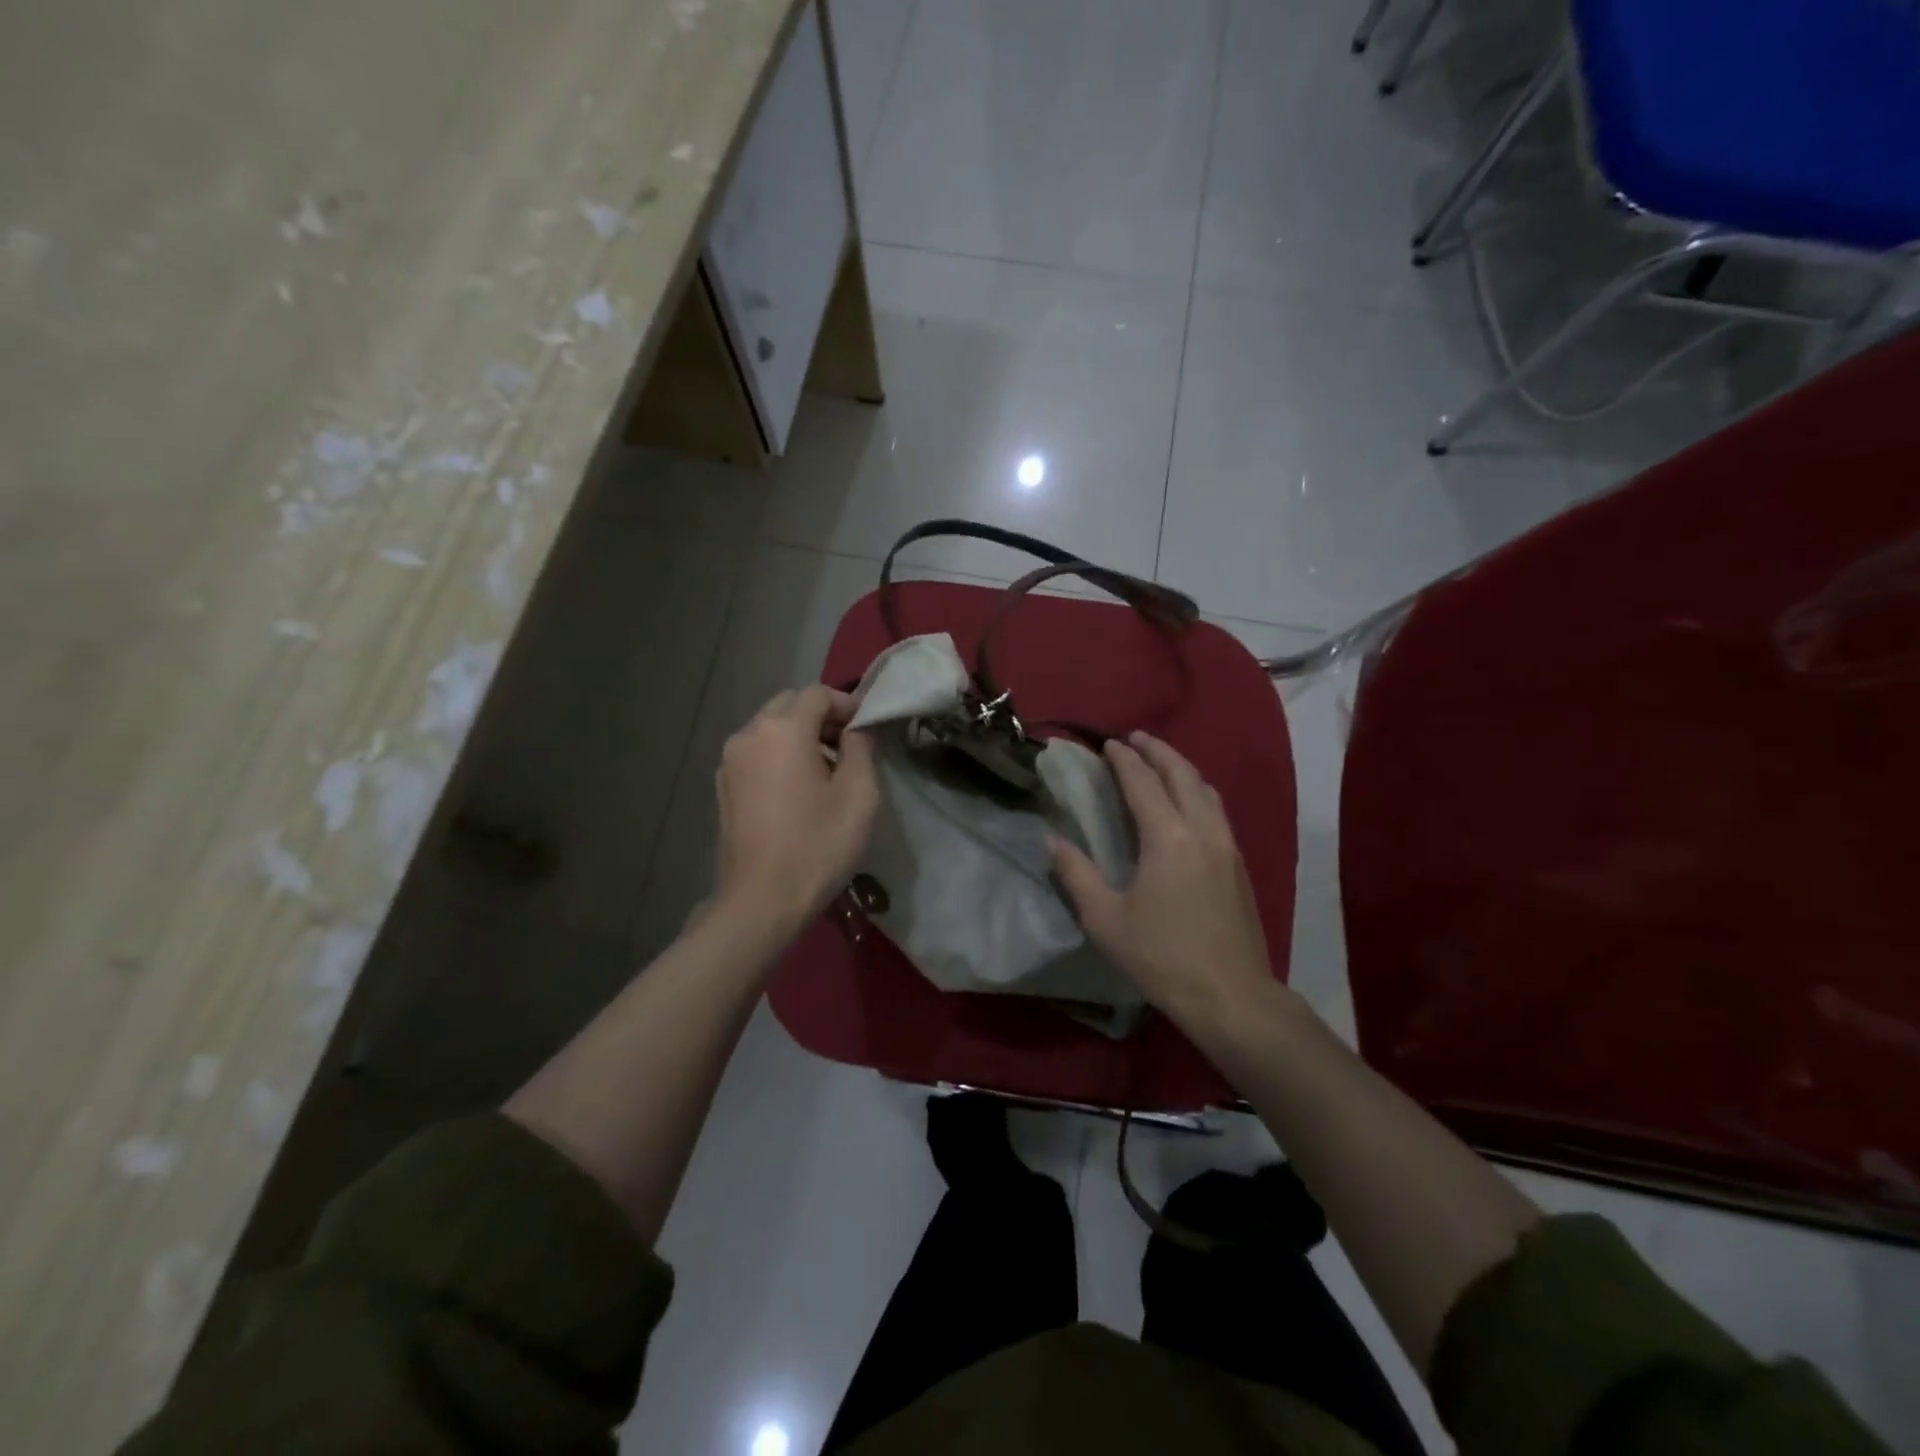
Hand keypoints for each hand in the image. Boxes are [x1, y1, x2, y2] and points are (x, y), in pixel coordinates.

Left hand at [714, 685, 879, 931]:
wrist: (762, 901)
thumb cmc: (818, 845)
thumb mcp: (859, 794)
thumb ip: (861, 748)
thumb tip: (856, 730)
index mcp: (782, 729)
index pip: (817, 693)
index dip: (847, 704)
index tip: (868, 728)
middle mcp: (749, 734)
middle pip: (789, 705)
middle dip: (822, 717)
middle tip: (850, 747)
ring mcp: (730, 761)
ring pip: (770, 728)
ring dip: (800, 736)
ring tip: (827, 771)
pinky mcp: (724, 786)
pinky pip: (757, 753)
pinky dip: (780, 756)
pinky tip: (799, 790)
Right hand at [1049, 732, 1277, 1034]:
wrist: (1231, 995)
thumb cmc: (1161, 957)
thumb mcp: (1105, 919)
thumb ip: (1076, 873)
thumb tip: (1053, 839)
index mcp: (1168, 837)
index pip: (1143, 782)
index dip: (1124, 759)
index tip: (1108, 744)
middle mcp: (1202, 830)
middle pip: (1182, 774)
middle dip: (1157, 750)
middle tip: (1135, 739)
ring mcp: (1226, 845)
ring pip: (1206, 789)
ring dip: (1180, 768)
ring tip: (1160, 762)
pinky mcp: (1238, 864)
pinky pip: (1216, 809)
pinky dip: (1196, 790)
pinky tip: (1186, 802)